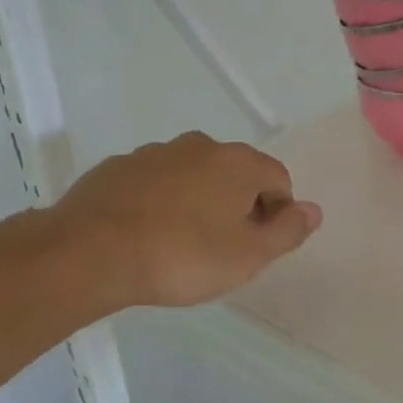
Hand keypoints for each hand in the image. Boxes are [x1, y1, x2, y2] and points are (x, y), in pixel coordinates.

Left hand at [51, 133, 321, 311]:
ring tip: (182, 244)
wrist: (89, 254)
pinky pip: (155, 183)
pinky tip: (147, 235)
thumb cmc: (182, 256)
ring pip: (194, 176)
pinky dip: (161, 203)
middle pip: (236, 174)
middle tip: (224, 248)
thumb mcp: (249, 256)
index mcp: (238, 162)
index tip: (258, 246)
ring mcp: (155, 153)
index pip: (278, 180)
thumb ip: (288, 231)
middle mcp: (201, 146)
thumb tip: (313, 210)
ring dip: (198, 202)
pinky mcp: (118, 168)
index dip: (277, 213)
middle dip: (238, 205)